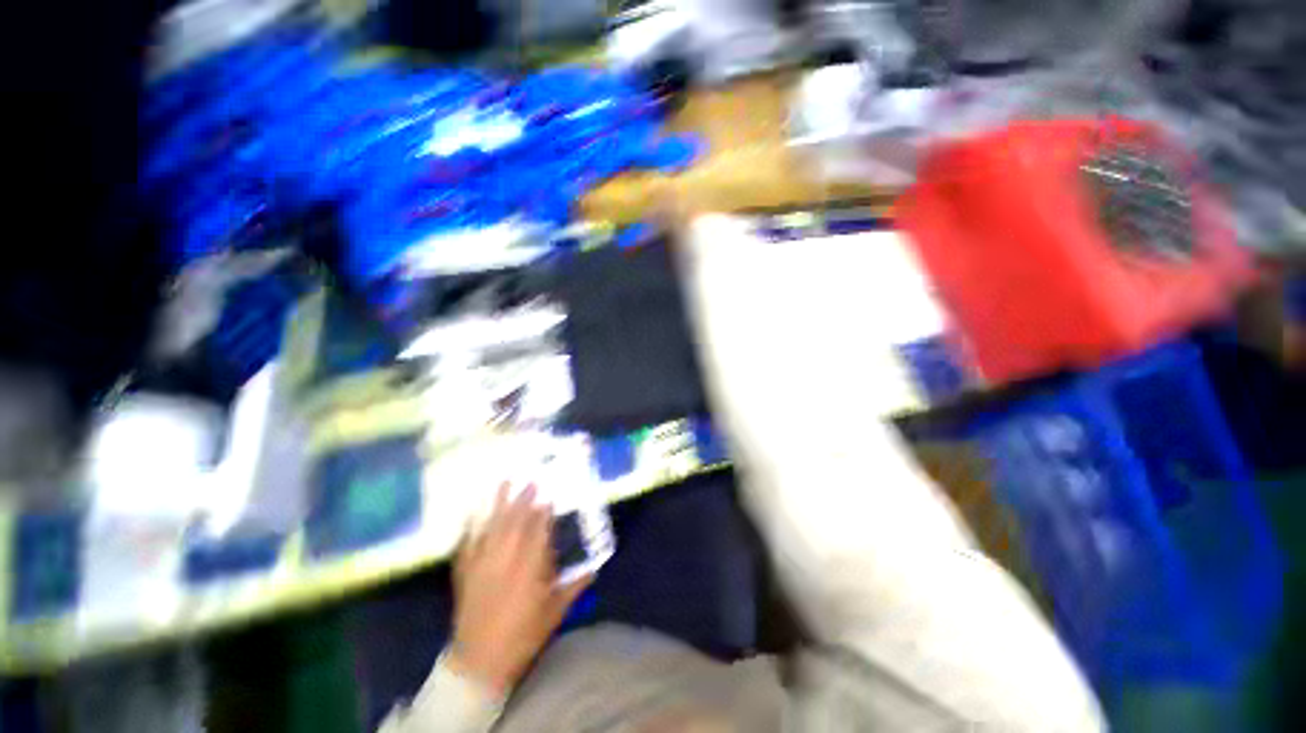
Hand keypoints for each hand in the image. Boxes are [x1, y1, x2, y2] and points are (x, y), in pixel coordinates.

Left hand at [449, 482, 591, 696]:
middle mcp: (505, 562)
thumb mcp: (555, 613)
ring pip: (492, 528)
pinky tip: (473, 513)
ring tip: (504, 483)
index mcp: (529, 571)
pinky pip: (468, 545)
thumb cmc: (523, 636)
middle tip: (531, 482)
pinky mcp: (465, 574)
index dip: (543, 515)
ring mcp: (482, 566)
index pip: (538, 534)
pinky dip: (471, 528)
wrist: (479, 663)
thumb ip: (574, 587)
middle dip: (523, 501)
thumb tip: (595, 568)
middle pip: (514, 524)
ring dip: (498, 504)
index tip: (549, 498)